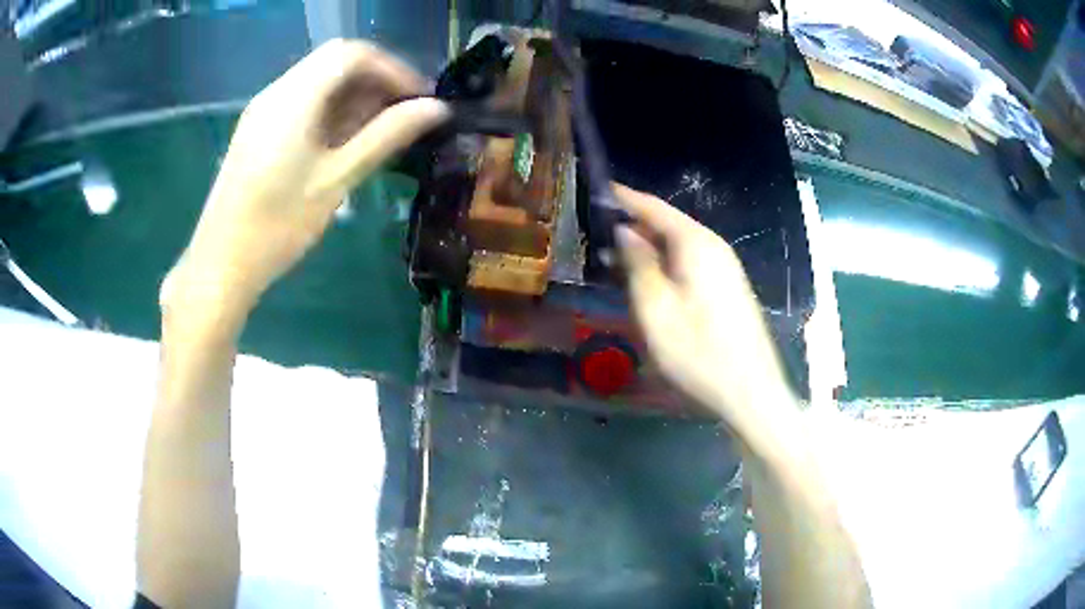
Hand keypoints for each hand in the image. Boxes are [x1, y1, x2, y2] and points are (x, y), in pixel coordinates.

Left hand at [162, 39, 448, 318]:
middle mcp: (276, 92)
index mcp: (294, 97)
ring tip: (381, 130)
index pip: (353, 54)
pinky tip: (346, 140)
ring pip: (319, 80)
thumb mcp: (337, 179)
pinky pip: (303, 102)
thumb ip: (387, 135)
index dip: (393, 68)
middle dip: (376, 79)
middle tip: (404, 114)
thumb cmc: (278, 226)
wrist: (221, 264)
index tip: (419, 99)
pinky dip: (331, 110)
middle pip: (336, 61)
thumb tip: (437, 109)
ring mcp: (264, 110)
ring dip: (355, 95)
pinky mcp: (258, 129)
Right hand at [614, 184, 794, 425]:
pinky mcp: (728, 287)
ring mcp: (725, 268)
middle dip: (634, 225)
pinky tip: (649, 281)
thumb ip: (638, 264)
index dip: (625, 198)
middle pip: (669, 224)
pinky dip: (665, 263)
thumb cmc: (698, 352)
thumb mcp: (655, 309)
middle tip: (597, 233)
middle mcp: (714, 247)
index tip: (597, 189)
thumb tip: (625, 230)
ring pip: (679, 245)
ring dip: (648, 247)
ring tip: (614, 258)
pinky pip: (690, 262)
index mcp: (696, 244)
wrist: (749, 391)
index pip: (654, 208)